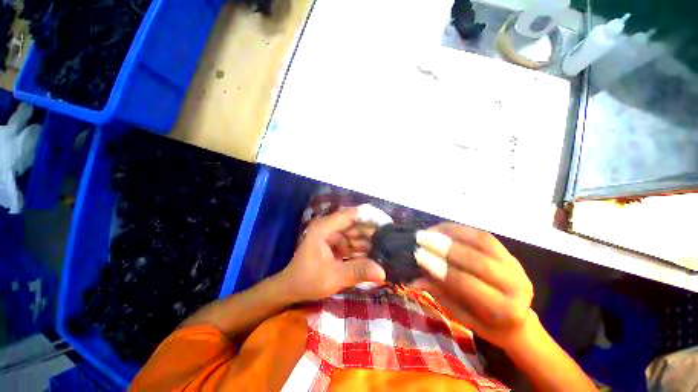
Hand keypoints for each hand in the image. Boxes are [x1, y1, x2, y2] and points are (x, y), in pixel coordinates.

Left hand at [278, 208, 385, 302]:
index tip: (388, 223)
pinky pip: (353, 242)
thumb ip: (358, 271)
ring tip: (388, 248)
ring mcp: (333, 235)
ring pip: (356, 233)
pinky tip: (376, 255)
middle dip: (373, 231)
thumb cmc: (308, 280)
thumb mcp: (334, 277)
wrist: (291, 288)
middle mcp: (329, 227)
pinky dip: (363, 248)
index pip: (351, 214)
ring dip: (370, 241)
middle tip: (392, 239)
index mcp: (325, 228)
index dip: (370, 216)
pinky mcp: (335, 243)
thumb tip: (383, 272)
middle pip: (356, 223)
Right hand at [412, 223, 534, 348]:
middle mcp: (516, 285)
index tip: (419, 255)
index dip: (440, 267)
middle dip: (445, 247)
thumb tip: (414, 280)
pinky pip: (484, 236)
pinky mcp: (509, 253)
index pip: (467, 283)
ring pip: (482, 242)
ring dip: (452, 233)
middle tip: (421, 238)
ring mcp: (515, 265)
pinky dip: (461, 230)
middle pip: (477, 260)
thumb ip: (440, 295)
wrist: (519, 321)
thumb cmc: (487, 324)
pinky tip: (443, 228)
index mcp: (504, 310)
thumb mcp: (462, 317)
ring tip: (430, 230)